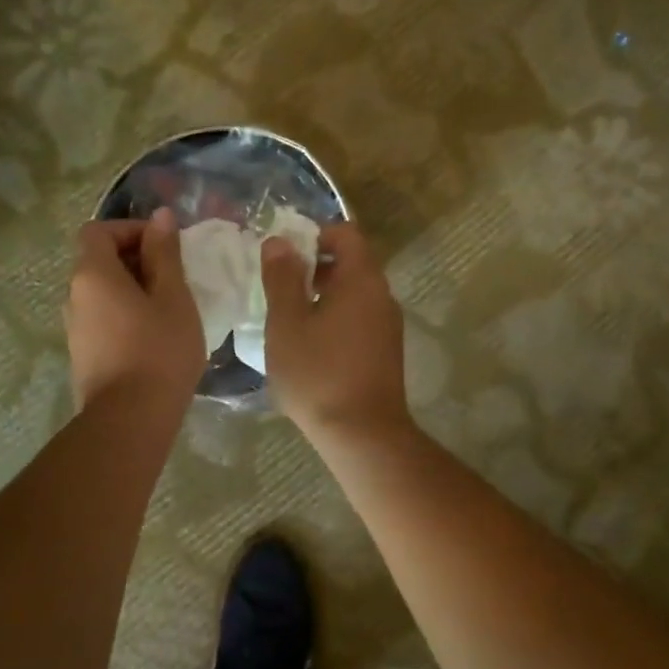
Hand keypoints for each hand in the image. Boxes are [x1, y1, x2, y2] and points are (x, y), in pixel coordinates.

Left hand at [66, 210, 206, 410]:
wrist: (130, 420)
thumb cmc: (159, 350)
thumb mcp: (173, 297)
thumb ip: (165, 253)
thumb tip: (160, 217)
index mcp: (92, 274)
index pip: (99, 230)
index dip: (131, 229)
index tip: (165, 246)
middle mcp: (74, 296)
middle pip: (98, 261)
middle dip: (137, 259)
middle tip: (175, 278)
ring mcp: (74, 328)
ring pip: (102, 293)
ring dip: (134, 289)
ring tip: (169, 308)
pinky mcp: (83, 355)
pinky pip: (103, 319)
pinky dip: (126, 315)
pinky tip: (154, 337)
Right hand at [260, 223, 409, 439]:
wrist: (363, 436)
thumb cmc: (318, 374)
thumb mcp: (287, 324)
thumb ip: (282, 278)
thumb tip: (280, 241)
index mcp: (362, 280)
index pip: (346, 233)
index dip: (315, 234)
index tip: (285, 256)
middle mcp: (382, 296)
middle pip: (351, 262)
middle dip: (314, 266)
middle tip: (280, 289)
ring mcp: (388, 325)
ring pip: (354, 293)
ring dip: (323, 295)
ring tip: (290, 320)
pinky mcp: (386, 351)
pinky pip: (359, 318)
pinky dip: (335, 318)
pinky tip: (311, 347)